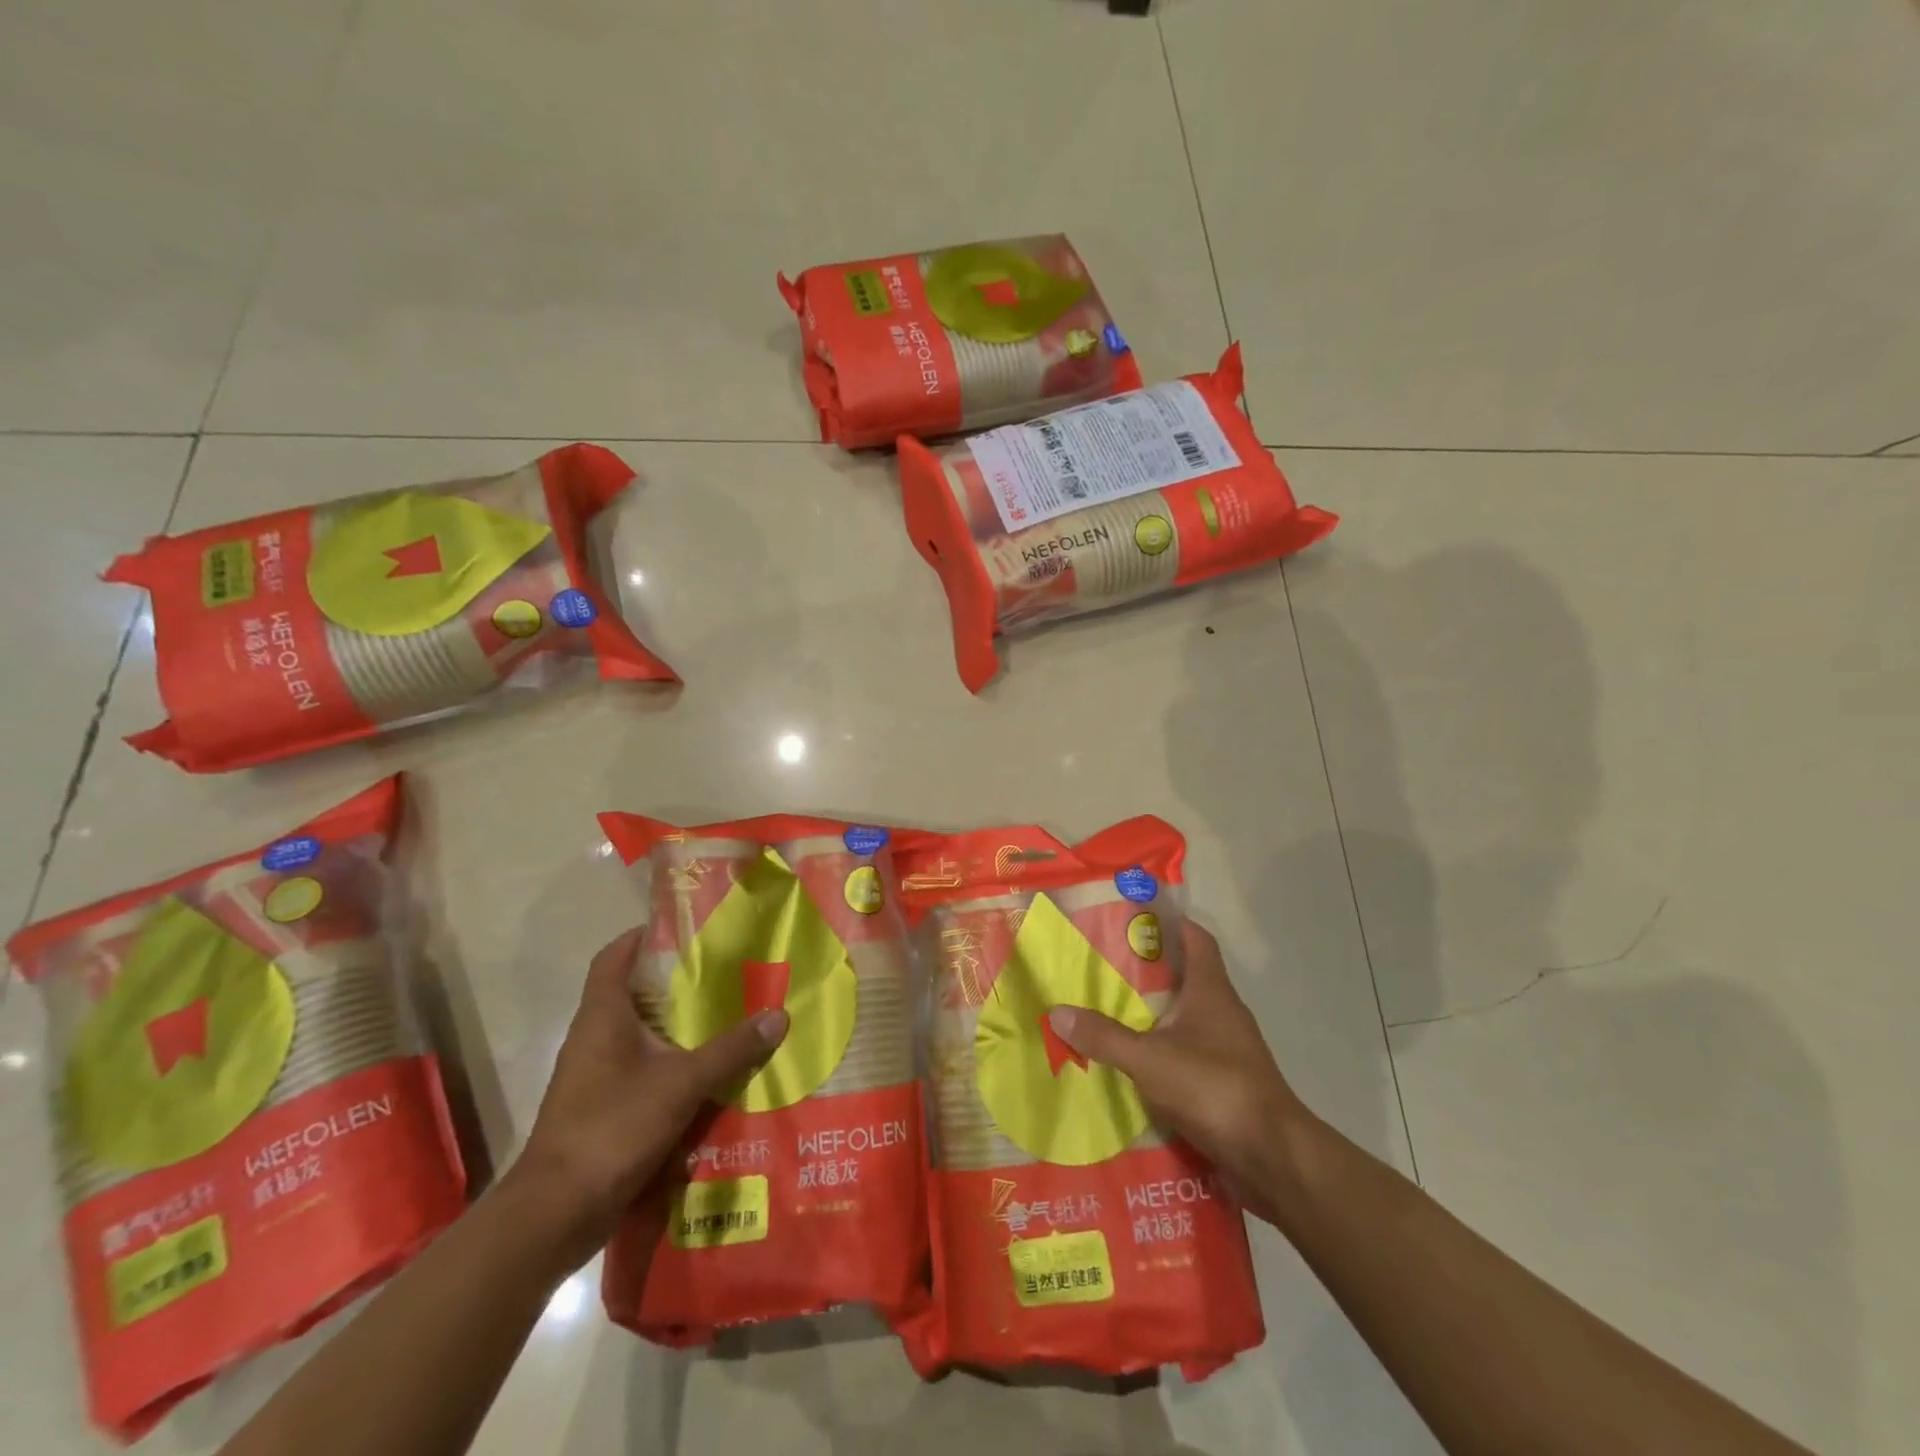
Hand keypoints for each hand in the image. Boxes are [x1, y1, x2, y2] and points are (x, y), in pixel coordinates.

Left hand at [509, 927, 788, 1266]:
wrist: (556, 1213)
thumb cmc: (612, 1126)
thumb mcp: (682, 1083)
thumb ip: (731, 1050)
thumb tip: (779, 1015)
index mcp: (602, 1015)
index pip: (615, 956)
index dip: (643, 935)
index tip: (685, 928)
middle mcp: (594, 1038)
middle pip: (634, 993)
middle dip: (676, 983)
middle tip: (725, 972)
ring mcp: (594, 1076)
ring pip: (640, 1035)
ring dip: (677, 1027)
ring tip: (726, 1018)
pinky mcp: (601, 1109)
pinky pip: (641, 1071)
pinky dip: (671, 1066)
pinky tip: (707, 1075)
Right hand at [1048, 919, 1305, 1222]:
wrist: (1273, 1156)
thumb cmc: (1214, 1087)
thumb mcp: (1149, 1059)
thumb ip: (1105, 1037)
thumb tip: (1057, 1011)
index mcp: (1211, 990)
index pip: (1197, 939)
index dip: (1171, 922)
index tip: (1136, 918)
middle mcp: (1223, 1011)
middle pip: (1186, 976)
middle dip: (1149, 970)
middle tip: (1105, 967)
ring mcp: (1229, 1049)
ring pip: (1186, 1017)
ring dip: (1155, 1013)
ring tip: (1110, 1012)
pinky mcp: (1227, 1082)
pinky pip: (1189, 1054)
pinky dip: (1163, 1052)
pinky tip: (1133, 1064)